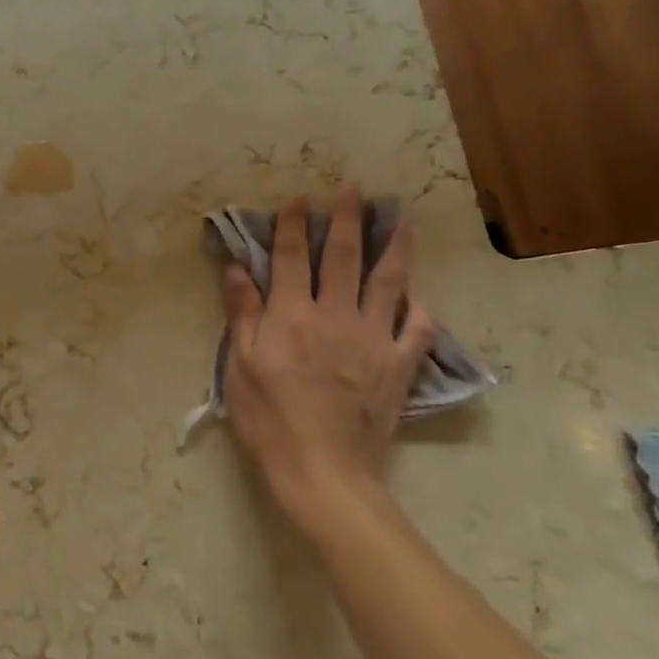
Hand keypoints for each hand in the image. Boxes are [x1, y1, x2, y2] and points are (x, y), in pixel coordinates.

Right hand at [221, 187, 435, 531]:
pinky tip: (420, 300)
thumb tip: (238, 268)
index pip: (291, 257)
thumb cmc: (269, 417)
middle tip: (355, 190)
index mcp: (292, 314)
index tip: (299, 198)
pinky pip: (417, 331)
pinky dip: (420, 312)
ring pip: (388, 283)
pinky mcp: (398, 366)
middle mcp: (335, 315)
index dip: (293, 225)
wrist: (322, 468)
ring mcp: (373, 339)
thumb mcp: (240, 365)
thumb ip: (243, 313)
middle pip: (343, 258)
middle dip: (348, 220)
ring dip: (394, 249)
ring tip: (401, 222)